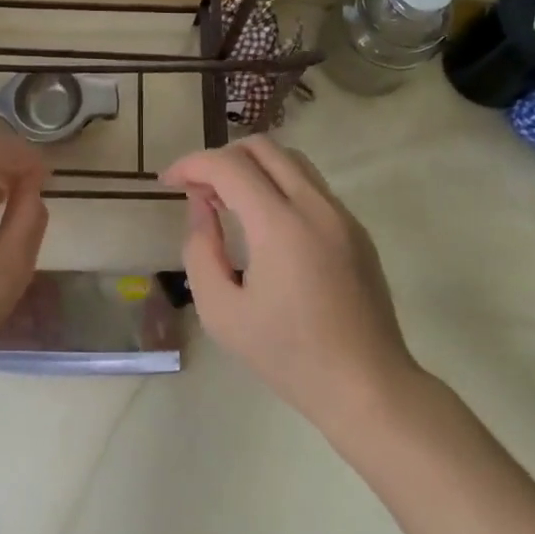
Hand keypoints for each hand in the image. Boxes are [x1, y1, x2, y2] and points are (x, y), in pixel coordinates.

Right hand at [163, 138, 422, 433]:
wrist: (367, 386)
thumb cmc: (287, 355)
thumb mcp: (221, 311)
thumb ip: (200, 251)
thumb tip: (202, 208)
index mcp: (280, 225)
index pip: (228, 166)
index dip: (191, 164)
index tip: (167, 182)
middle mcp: (315, 206)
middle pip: (262, 148)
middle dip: (220, 157)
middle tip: (197, 189)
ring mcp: (341, 215)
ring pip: (290, 160)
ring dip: (251, 167)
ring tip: (226, 201)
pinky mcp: (356, 230)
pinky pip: (310, 186)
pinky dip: (277, 185)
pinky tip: (262, 223)